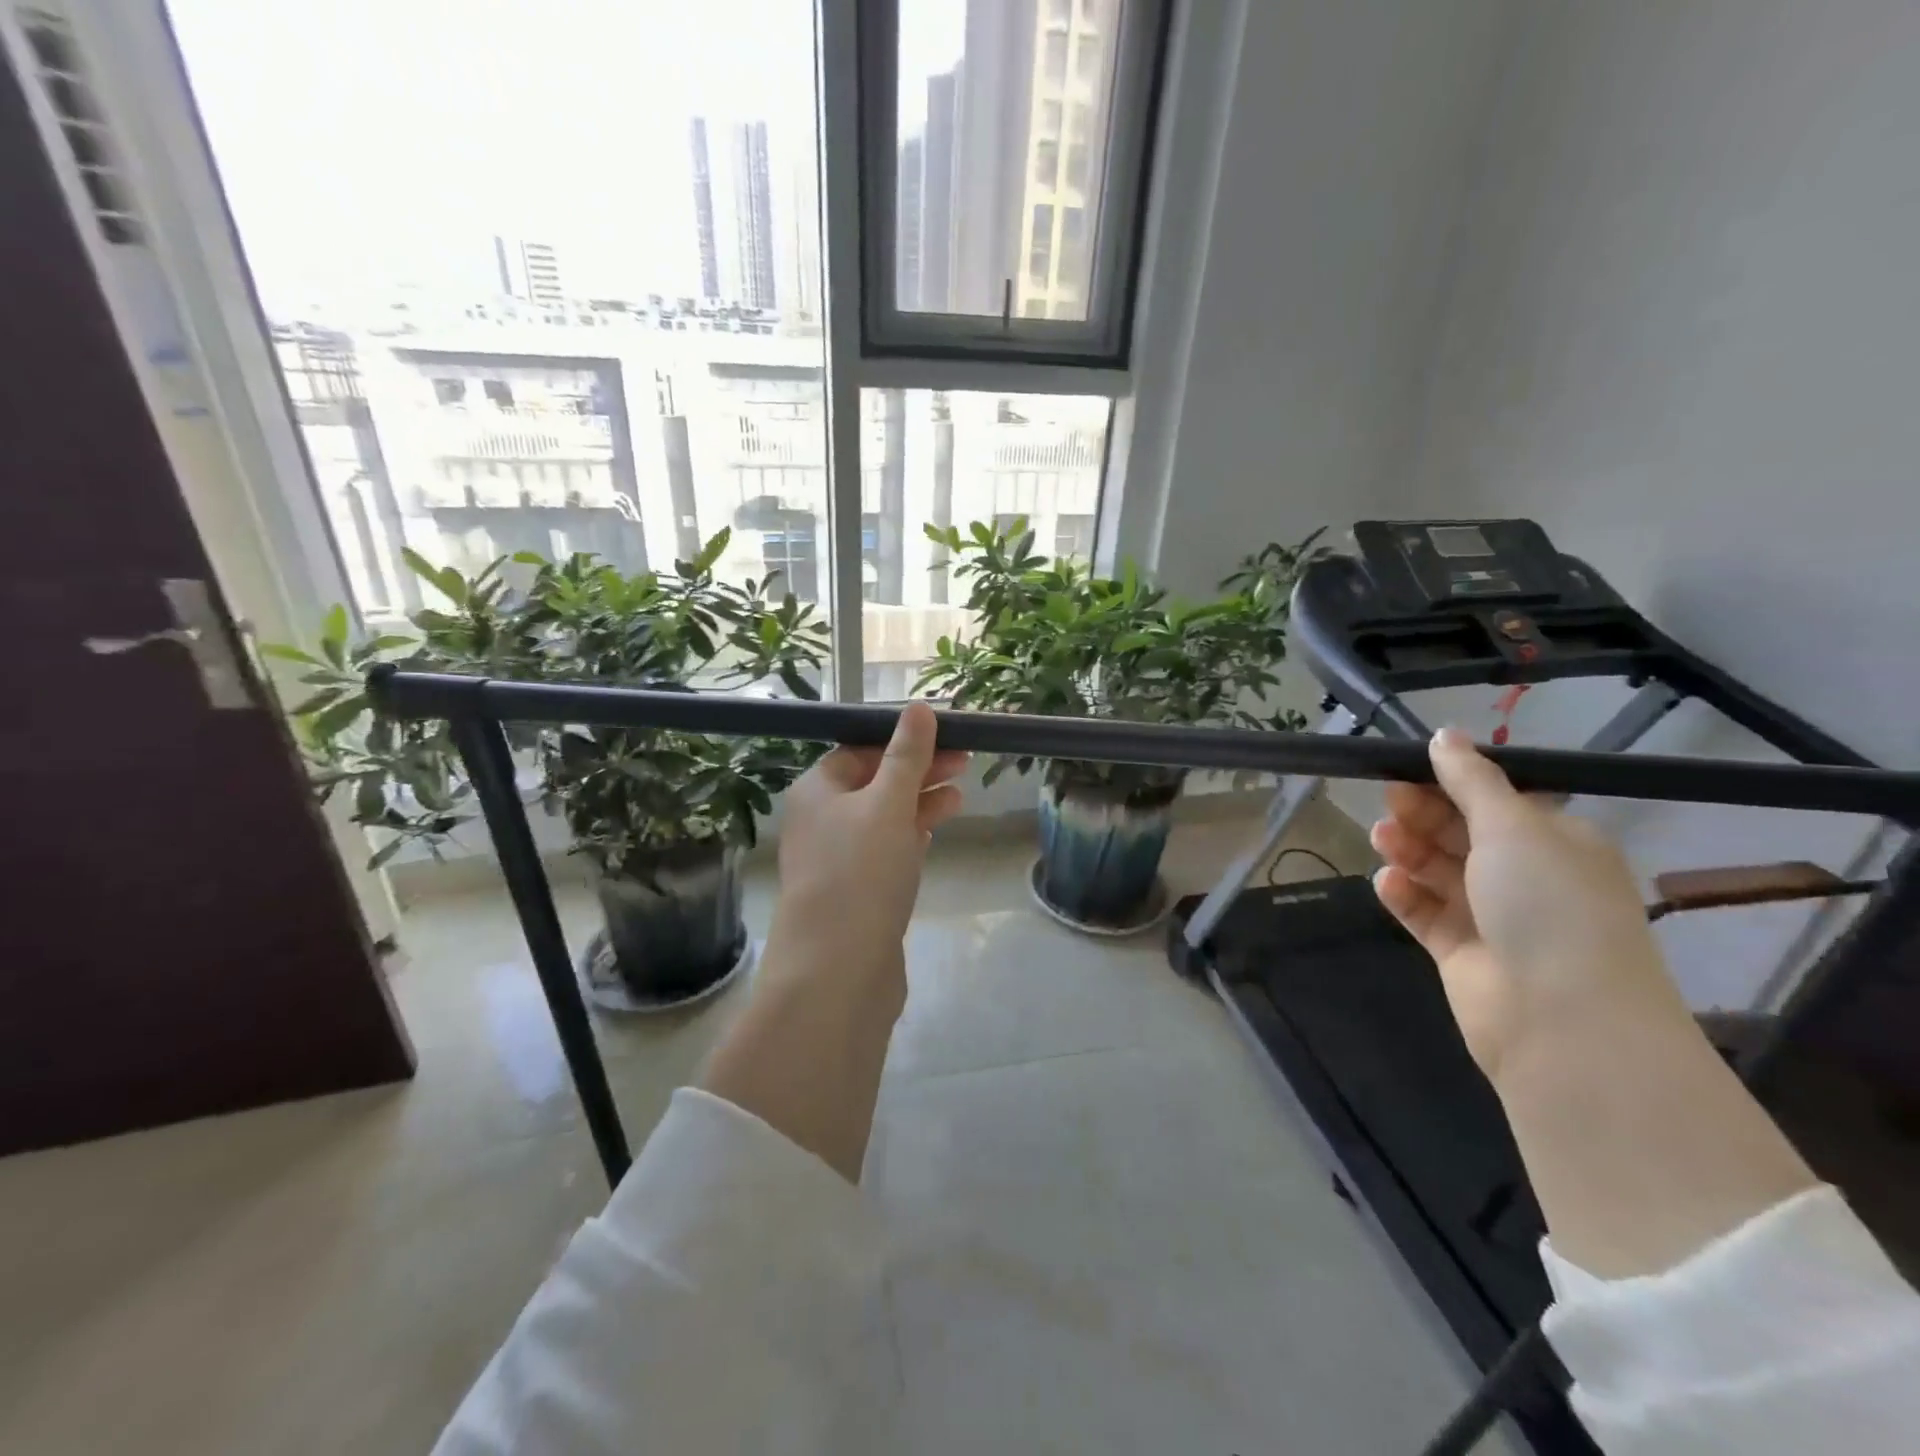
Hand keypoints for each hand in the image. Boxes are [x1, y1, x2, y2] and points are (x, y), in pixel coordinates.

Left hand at [772, 701, 967, 972]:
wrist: (837, 972)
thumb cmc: (860, 873)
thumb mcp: (888, 804)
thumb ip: (906, 756)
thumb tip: (919, 708)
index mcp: (817, 791)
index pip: (860, 749)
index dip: (902, 740)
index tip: (947, 735)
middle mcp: (822, 820)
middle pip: (875, 781)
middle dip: (919, 770)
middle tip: (966, 761)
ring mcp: (839, 859)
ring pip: (884, 817)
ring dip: (920, 802)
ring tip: (961, 795)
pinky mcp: (858, 892)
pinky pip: (887, 851)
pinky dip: (912, 835)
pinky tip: (937, 830)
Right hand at [1370, 728, 1690, 1082]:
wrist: (1560, 1018)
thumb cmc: (1547, 905)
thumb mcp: (1513, 826)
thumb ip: (1471, 780)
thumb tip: (1445, 734)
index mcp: (1554, 843)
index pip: (1495, 801)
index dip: (1451, 783)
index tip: (1408, 769)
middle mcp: (1526, 877)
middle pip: (1461, 834)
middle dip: (1424, 815)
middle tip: (1389, 803)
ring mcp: (1492, 917)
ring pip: (1437, 871)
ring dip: (1408, 851)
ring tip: (1383, 841)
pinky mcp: (1460, 951)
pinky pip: (1424, 912)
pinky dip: (1404, 895)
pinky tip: (1388, 884)